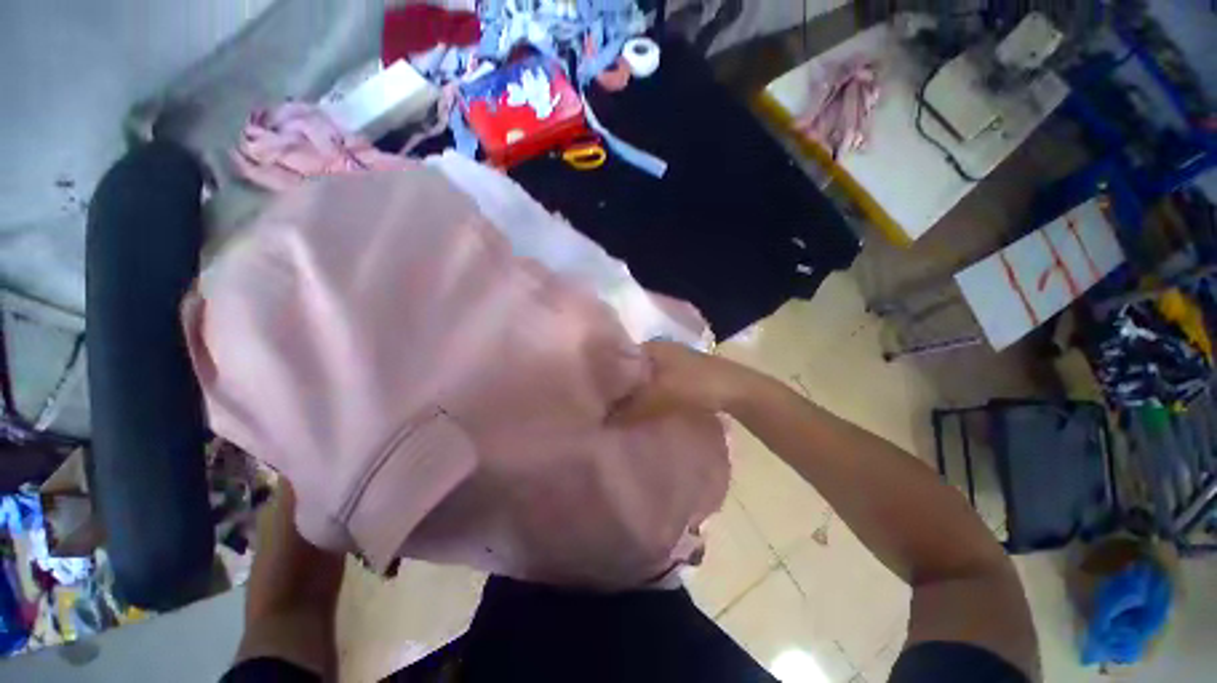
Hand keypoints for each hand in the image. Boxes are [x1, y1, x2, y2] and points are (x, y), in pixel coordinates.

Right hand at [610, 341, 754, 422]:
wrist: (737, 391)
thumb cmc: (696, 384)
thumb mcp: (661, 394)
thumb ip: (633, 407)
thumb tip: (605, 420)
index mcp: (653, 347)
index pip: (622, 356)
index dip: (608, 373)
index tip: (596, 392)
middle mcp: (660, 351)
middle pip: (633, 369)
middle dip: (621, 386)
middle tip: (604, 404)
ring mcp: (673, 364)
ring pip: (645, 379)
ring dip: (635, 393)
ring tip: (619, 410)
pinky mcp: (682, 378)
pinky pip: (657, 387)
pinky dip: (648, 397)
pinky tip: (641, 411)